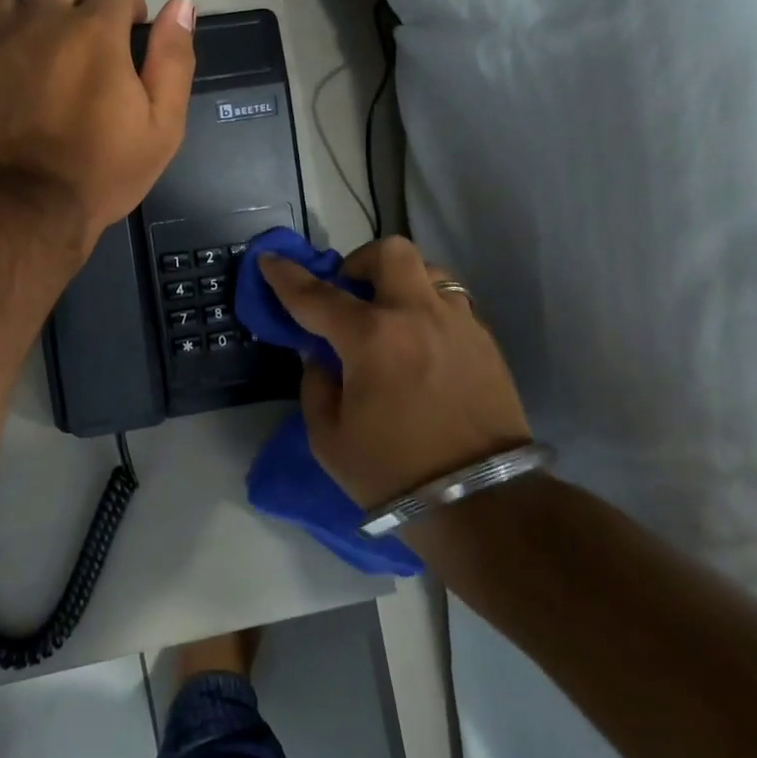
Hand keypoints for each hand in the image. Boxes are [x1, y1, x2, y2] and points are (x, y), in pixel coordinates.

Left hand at [0, 0, 196, 246]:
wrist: (28, 207)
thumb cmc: (103, 170)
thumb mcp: (162, 125)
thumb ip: (173, 60)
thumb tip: (181, 5)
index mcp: (95, 30)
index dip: (128, 11)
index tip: (128, 41)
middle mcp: (41, 20)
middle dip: (76, 3)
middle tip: (82, 46)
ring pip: (8, 0)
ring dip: (25, 18)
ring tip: (34, 54)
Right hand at [258, 237, 531, 506]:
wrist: (482, 504)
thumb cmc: (392, 473)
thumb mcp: (328, 437)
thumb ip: (316, 384)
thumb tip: (320, 356)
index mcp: (371, 338)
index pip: (316, 294)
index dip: (286, 275)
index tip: (270, 259)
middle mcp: (416, 315)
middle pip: (390, 253)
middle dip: (359, 262)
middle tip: (349, 295)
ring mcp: (458, 324)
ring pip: (428, 271)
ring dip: (400, 283)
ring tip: (389, 319)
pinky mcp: (486, 343)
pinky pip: (451, 304)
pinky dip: (426, 311)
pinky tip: (419, 347)